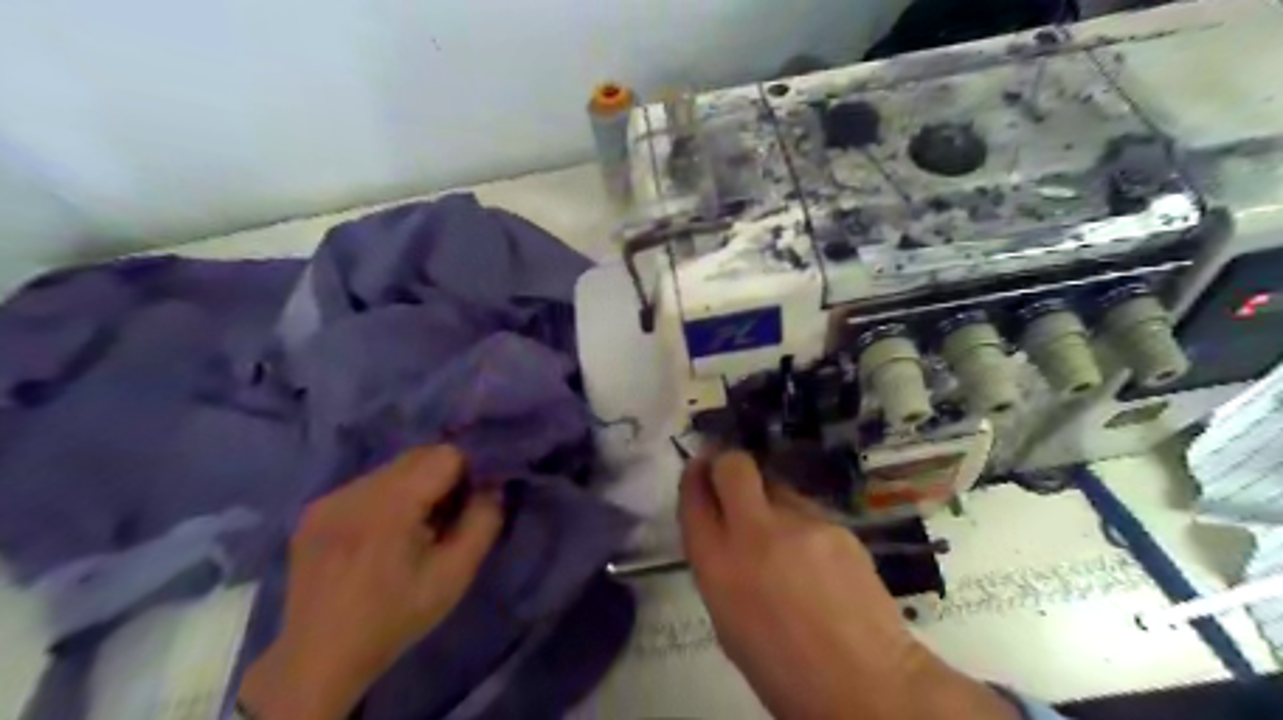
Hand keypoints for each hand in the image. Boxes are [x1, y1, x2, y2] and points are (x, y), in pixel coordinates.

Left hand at [236, 445, 504, 719]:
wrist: (319, 659)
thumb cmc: (395, 618)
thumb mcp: (454, 576)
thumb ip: (483, 522)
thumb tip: (492, 485)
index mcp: (389, 506)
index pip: (445, 455)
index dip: (467, 474)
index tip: (469, 504)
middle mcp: (355, 491)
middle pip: (417, 456)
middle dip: (441, 477)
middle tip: (445, 518)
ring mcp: (329, 499)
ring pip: (392, 468)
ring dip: (413, 486)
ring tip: (412, 528)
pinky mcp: (314, 509)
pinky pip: (366, 484)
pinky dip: (386, 497)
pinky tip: (381, 534)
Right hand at [674, 451, 1017, 719]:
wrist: (864, 683)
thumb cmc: (782, 667)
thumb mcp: (727, 620)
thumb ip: (719, 564)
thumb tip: (723, 528)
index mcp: (718, 566)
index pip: (694, 499)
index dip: (693, 478)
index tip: (699, 470)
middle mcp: (754, 533)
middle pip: (733, 467)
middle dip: (727, 464)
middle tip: (731, 478)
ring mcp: (800, 524)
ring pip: (775, 485)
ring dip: (768, 499)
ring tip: (784, 537)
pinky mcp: (836, 524)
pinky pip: (807, 509)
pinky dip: (801, 523)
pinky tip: (816, 557)